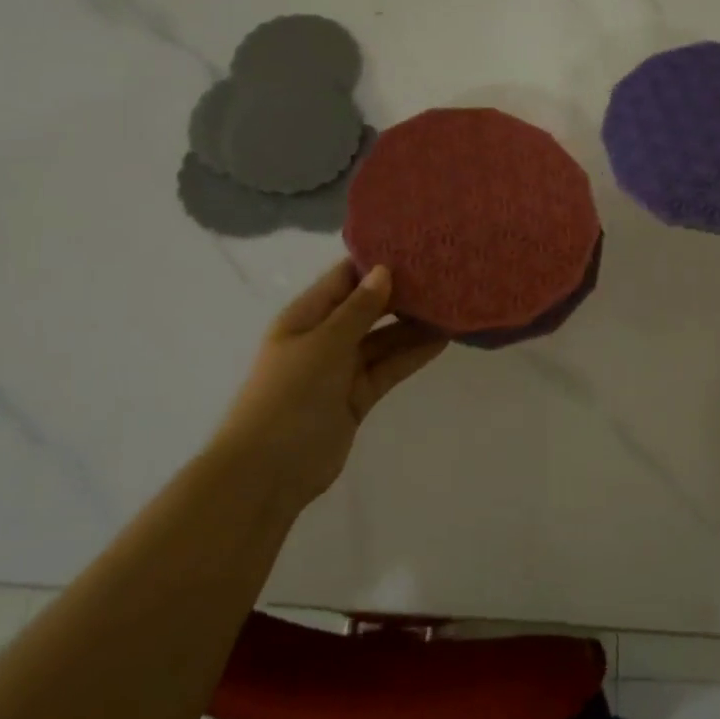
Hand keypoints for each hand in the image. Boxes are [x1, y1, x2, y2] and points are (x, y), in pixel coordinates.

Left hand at [219, 261, 446, 512]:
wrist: (268, 472)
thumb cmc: (289, 396)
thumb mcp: (324, 344)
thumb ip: (358, 309)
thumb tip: (384, 270)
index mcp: (305, 316)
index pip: (344, 278)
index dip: (375, 262)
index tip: (415, 246)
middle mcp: (324, 337)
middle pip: (367, 307)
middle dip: (400, 293)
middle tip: (443, 275)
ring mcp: (341, 369)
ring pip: (382, 339)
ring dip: (412, 325)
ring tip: (451, 306)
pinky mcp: (357, 396)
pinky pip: (388, 367)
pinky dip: (411, 355)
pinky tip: (442, 340)